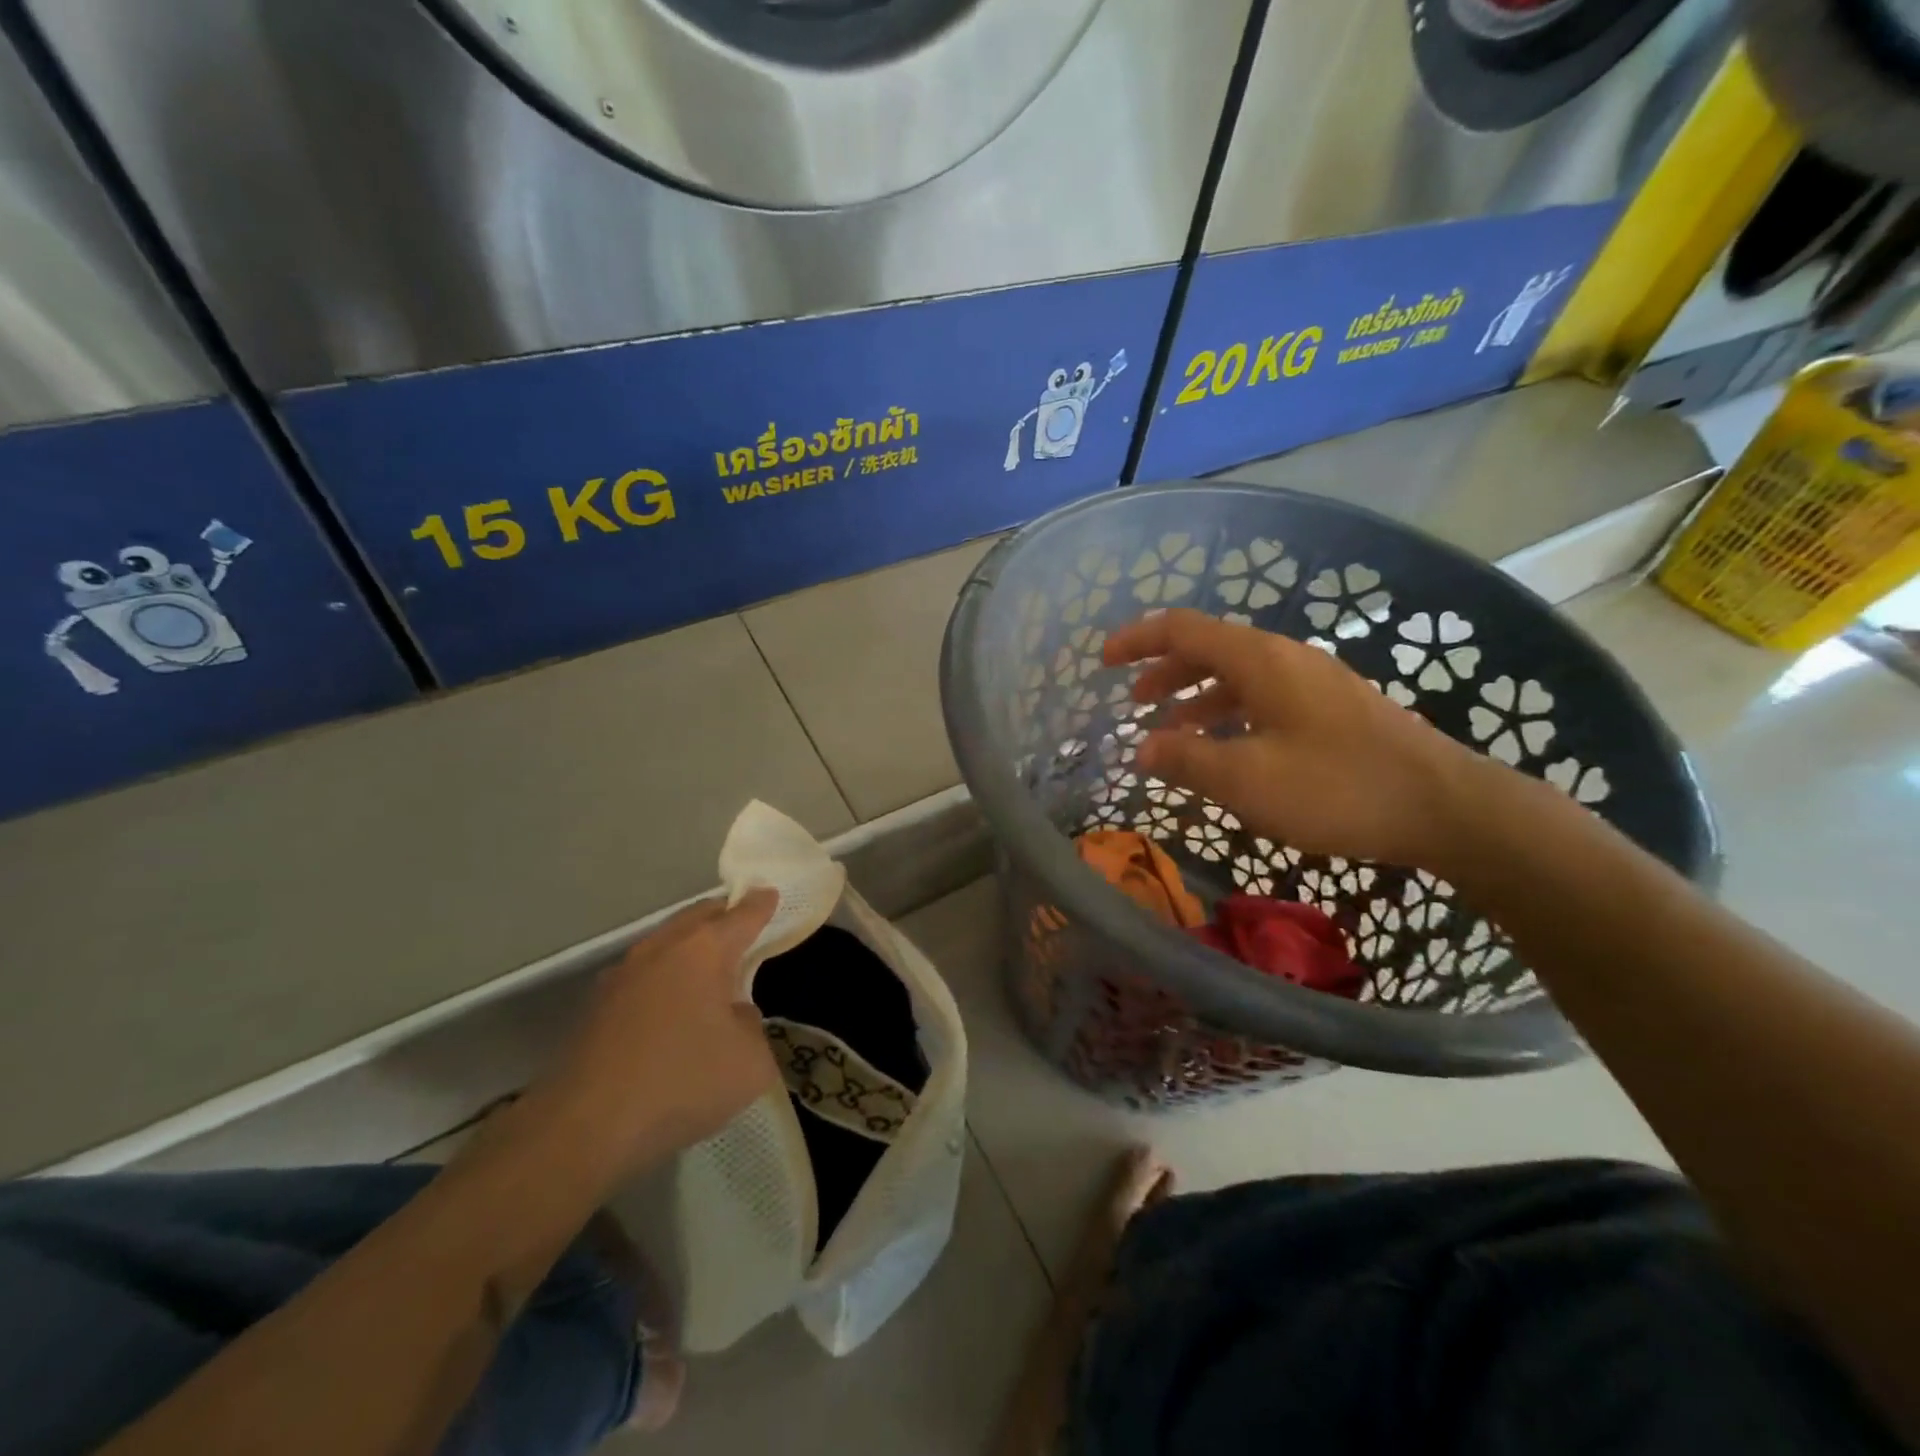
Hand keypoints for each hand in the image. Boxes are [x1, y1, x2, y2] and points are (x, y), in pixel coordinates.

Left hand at [540, 890, 780, 1173]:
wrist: (583, 1128)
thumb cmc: (680, 1083)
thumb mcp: (750, 1062)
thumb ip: (753, 1026)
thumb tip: (733, 1014)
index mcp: (703, 950)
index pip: (741, 915)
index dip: (761, 904)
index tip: (771, 894)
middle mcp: (661, 948)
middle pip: (699, 916)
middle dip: (724, 915)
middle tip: (745, 923)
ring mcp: (623, 974)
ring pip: (666, 942)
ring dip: (691, 945)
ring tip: (711, 964)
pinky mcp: (597, 1006)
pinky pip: (644, 974)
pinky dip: (665, 975)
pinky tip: (671, 1004)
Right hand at [1103, 609, 1483, 868]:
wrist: (1443, 806)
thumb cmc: (1336, 786)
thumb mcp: (1246, 779)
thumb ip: (1186, 760)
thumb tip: (1143, 749)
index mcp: (1259, 660)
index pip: (1183, 629)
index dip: (1138, 640)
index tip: (1104, 660)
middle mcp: (1284, 659)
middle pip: (1210, 648)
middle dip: (1164, 671)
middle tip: (1134, 703)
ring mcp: (1312, 682)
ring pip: (1237, 675)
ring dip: (1196, 696)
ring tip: (1170, 730)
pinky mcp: (1331, 709)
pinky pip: (1262, 698)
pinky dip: (1229, 714)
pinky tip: (1225, 748)